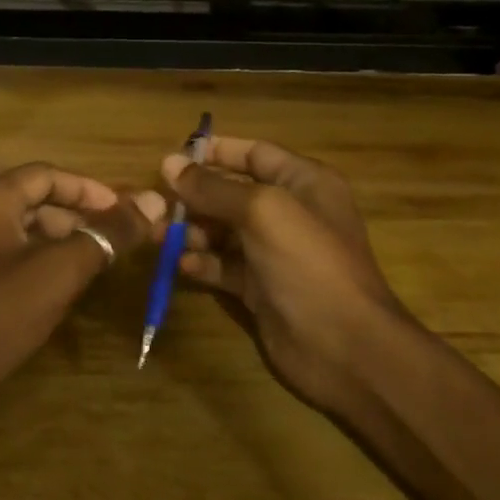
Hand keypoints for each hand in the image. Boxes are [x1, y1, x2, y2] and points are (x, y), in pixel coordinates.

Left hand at [0, 164, 163, 392]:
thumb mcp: (57, 273)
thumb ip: (105, 235)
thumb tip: (153, 199)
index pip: (45, 175)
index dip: (88, 189)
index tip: (123, 210)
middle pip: (28, 200)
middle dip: (73, 217)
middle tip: (109, 243)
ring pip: (12, 230)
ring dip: (52, 242)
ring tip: (85, 268)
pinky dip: (26, 262)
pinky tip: (45, 293)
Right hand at [161, 137, 413, 414]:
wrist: (344, 346)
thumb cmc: (308, 263)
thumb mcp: (262, 212)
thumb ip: (213, 187)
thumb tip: (169, 164)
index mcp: (304, 183)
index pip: (254, 154)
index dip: (215, 152)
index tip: (173, 158)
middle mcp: (289, 213)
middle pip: (232, 194)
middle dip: (194, 197)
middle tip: (155, 204)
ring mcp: (274, 253)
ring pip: (223, 232)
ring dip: (191, 231)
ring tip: (159, 237)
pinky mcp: (260, 289)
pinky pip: (223, 267)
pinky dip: (202, 264)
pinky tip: (183, 267)